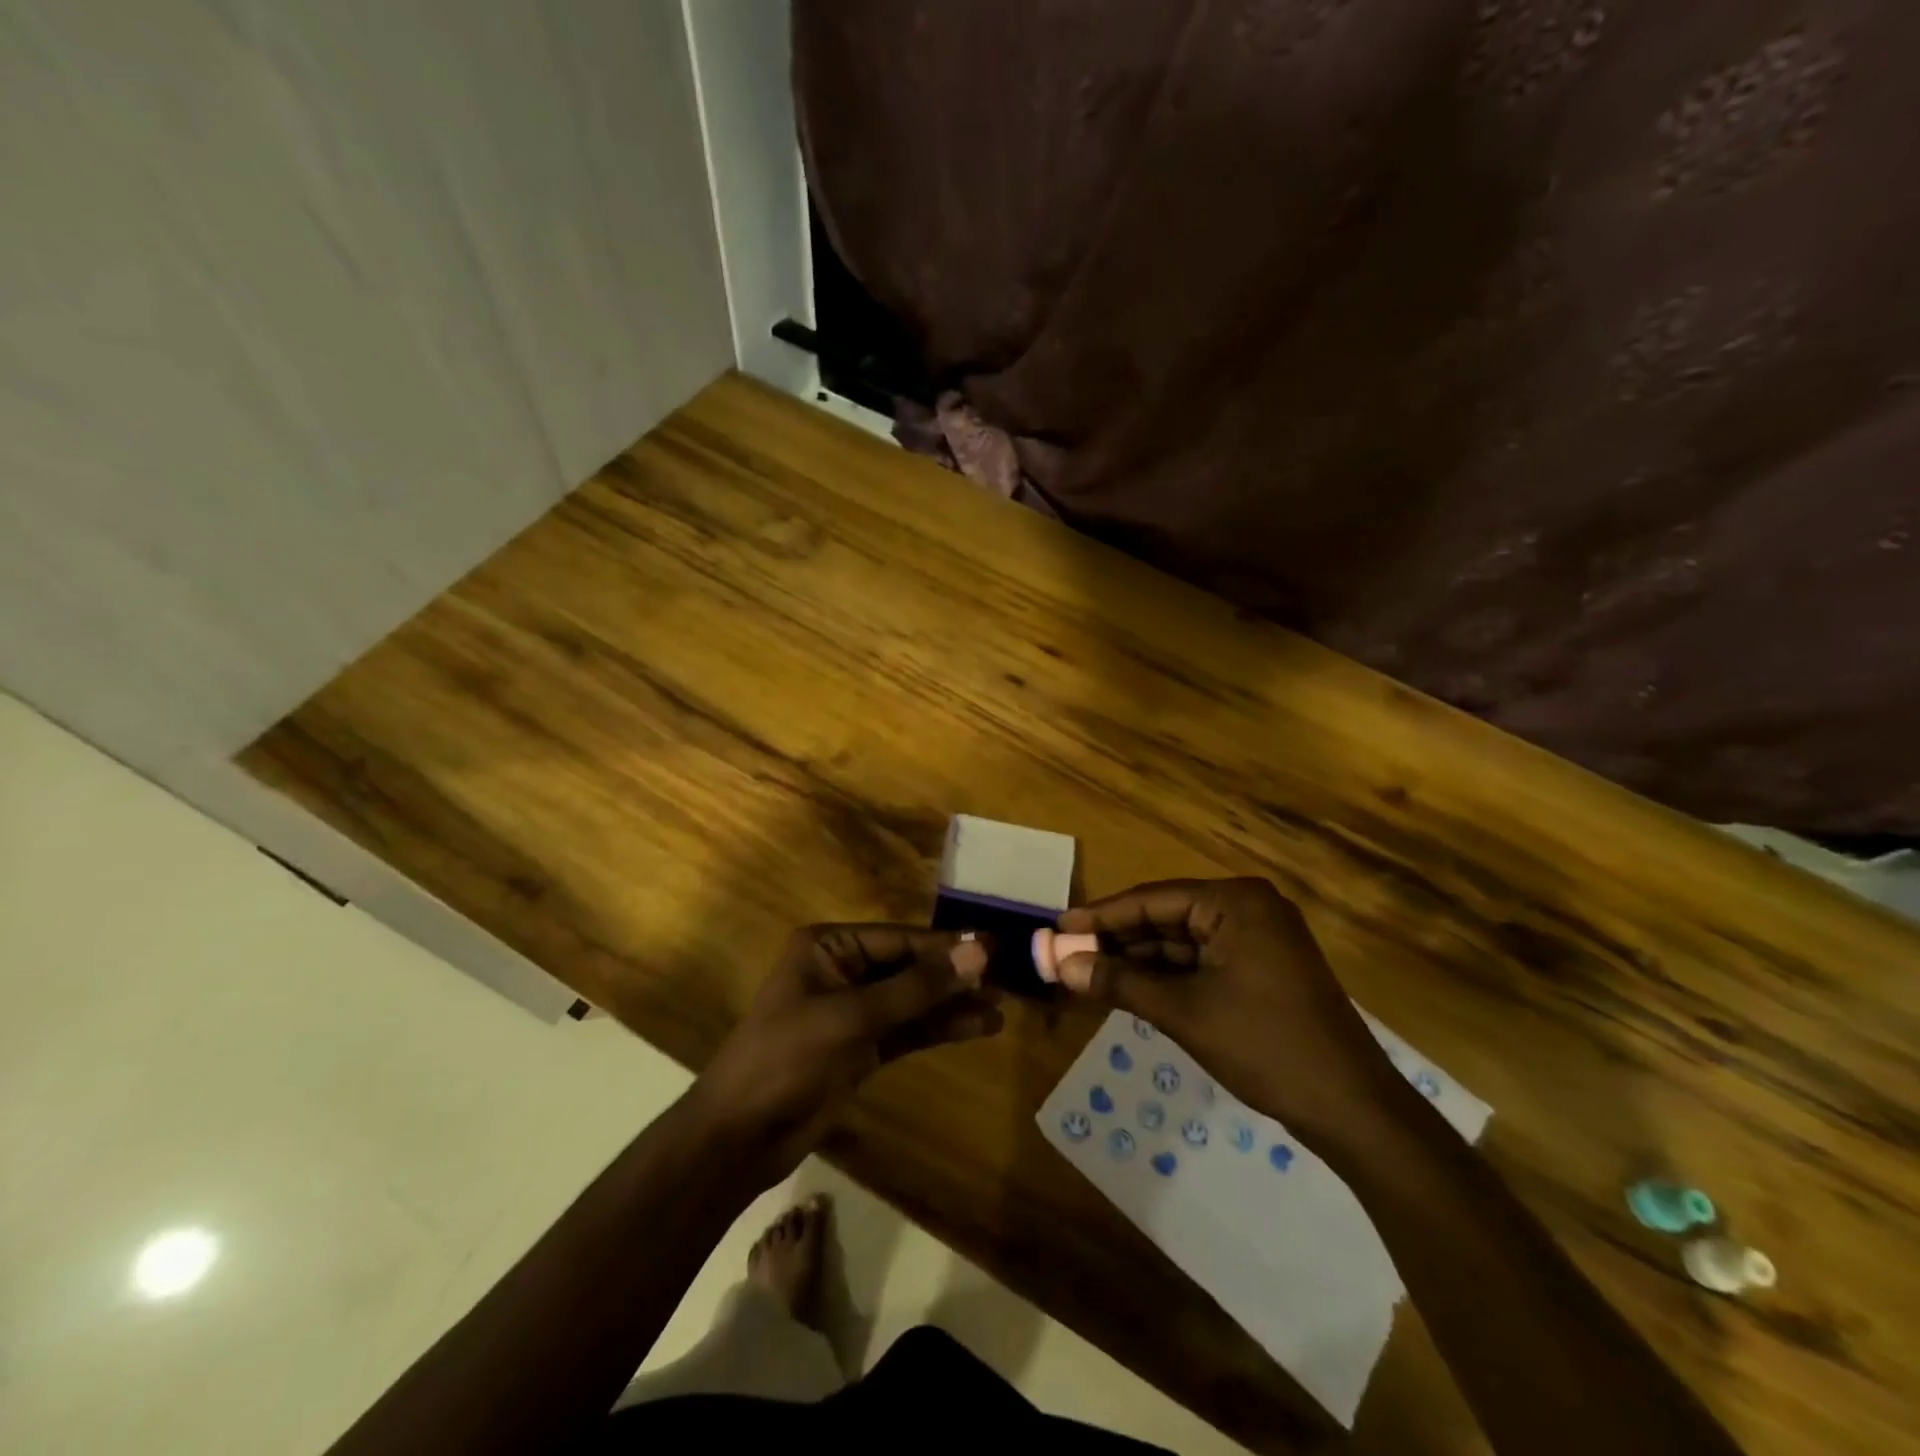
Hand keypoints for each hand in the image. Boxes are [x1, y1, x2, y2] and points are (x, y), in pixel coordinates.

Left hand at [689, 926, 1000, 1182]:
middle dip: (954, 976)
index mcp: (829, 947)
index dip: (947, 945)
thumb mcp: (853, 1017)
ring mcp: (853, 1011)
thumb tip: (979, 951)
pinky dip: (939, 1029)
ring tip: (1001, 1007)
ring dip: (953, 1004)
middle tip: (1006, 980)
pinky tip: (977, 1028)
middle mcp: (843, 970)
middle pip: (910, 968)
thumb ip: (918, 987)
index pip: (900, 939)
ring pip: (913, 1001)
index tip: (996, 948)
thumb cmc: (787, 1058)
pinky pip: (908, 1030)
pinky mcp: (862, 1048)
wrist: (739, 1138)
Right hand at [1055, 878, 1398, 1149]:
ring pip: (1182, 941)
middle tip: (1069, 955)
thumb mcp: (1183, 1012)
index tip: (1058, 926)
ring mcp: (1259, 938)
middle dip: (1118, 940)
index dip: (1101, 915)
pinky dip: (1168, 975)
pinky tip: (1131, 987)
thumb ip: (1120, 982)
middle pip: (1166, 917)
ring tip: (1089, 972)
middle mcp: (1247, 908)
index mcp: (1234, 902)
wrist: (1351, 1107)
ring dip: (1139, 959)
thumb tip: (1064, 965)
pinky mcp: (1263, 967)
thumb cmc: (1264, 1045)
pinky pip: (1203, 960)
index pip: (1152, 899)